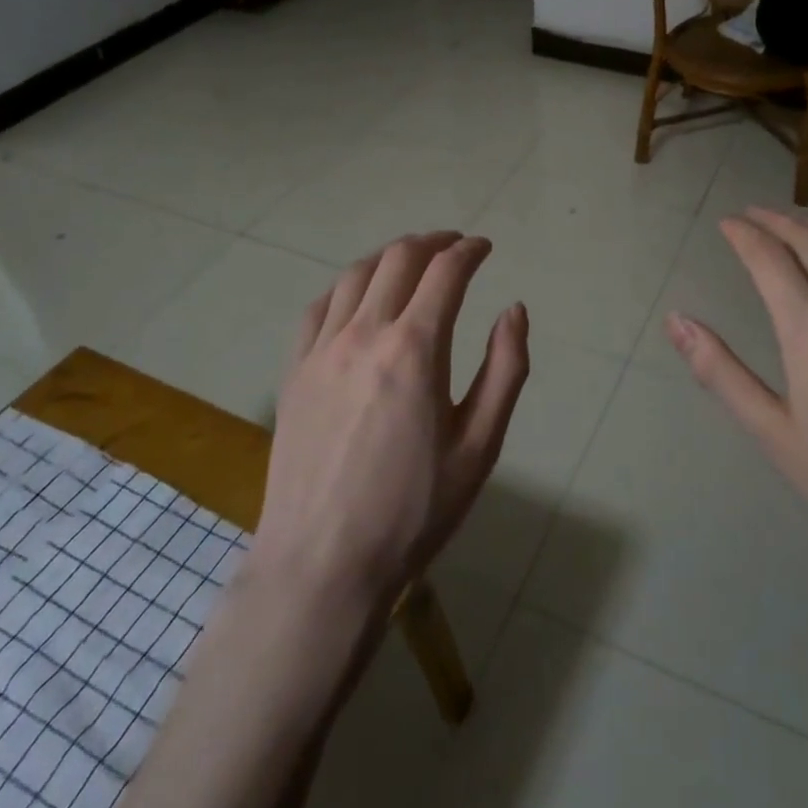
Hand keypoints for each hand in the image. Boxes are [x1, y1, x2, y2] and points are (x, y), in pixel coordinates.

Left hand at [250, 231, 528, 615]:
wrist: (323, 564)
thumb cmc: (414, 509)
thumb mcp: (480, 446)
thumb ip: (505, 369)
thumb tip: (515, 309)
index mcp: (415, 348)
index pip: (446, 272)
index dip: (470, 251)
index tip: (485, 247)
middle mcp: (364, 334)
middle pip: (398, 259)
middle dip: (432, 242)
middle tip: (454, 246)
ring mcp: (321, 350)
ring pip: (355, 274)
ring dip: (389, 256)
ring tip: (411, 261)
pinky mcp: (293, 371)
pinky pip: (318, 307)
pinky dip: (345, 287)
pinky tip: (357, 298)